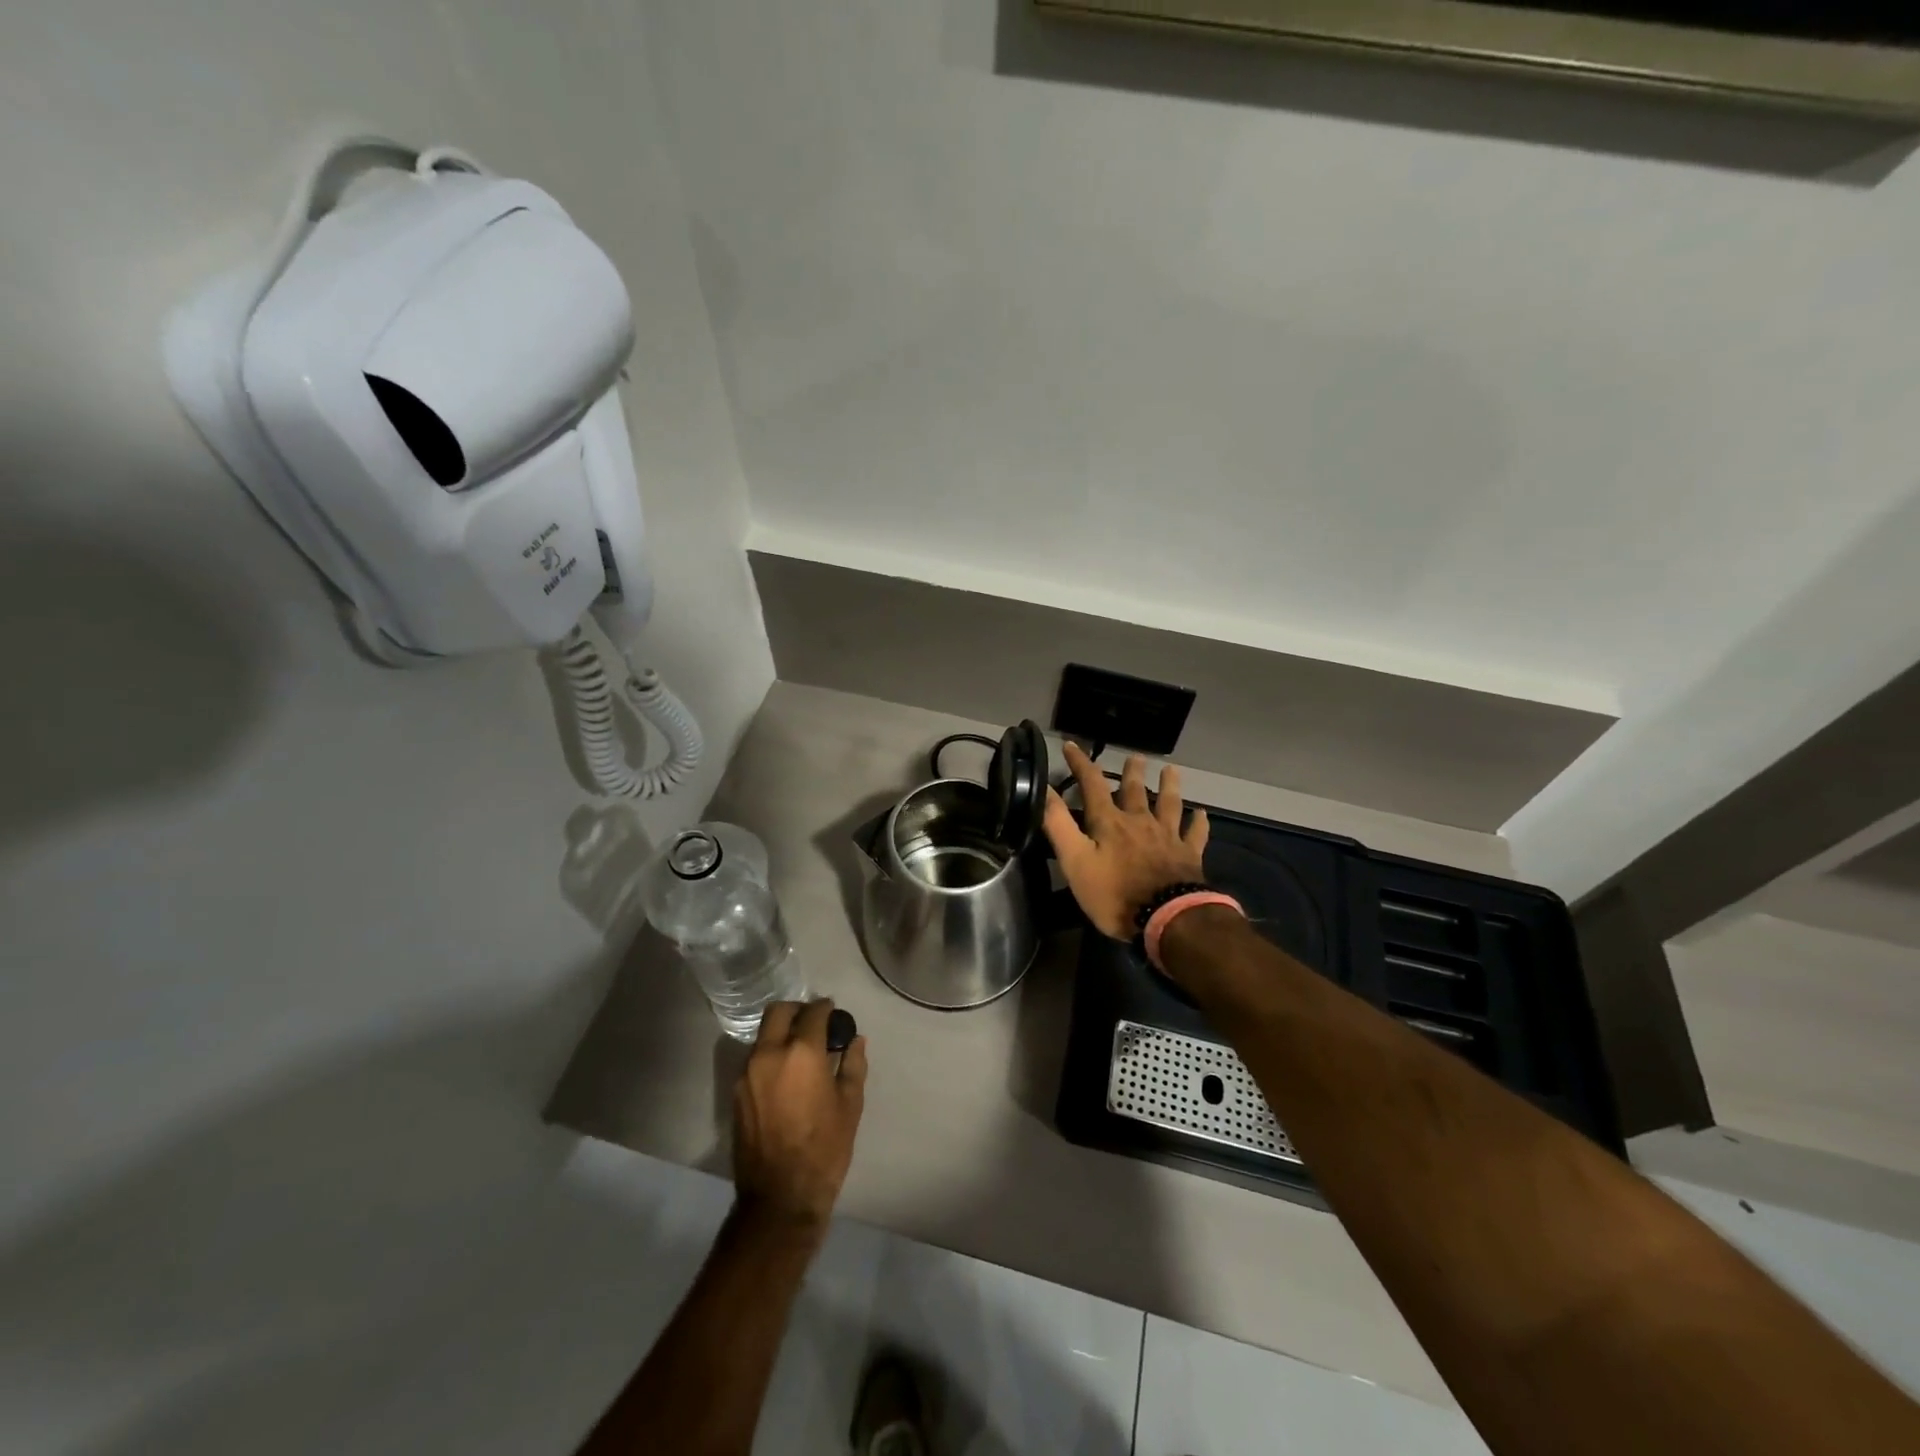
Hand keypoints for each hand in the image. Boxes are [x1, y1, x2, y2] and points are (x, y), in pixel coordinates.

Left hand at [731, 1000, 867, 1233]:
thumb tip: (854, 1041)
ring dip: (782, 1033)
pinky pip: (755, 1059)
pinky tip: (786, 1076)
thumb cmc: (824, 1149)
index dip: (827, 1008)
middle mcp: (769, 1053)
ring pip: (764, 1034)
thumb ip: (852, 1065)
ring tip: (801, 1054)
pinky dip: (771, 1055)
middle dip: (799, 1011)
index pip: (814, 1012)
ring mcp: (748, 1072)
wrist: (780, 1197)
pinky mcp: (736, 1092)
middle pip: (779, 1012)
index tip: (835, 1015)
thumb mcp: (850, 1105)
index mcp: (801, 1053)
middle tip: (815, 1025)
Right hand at [1043, 742, 1209, 940]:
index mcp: (1110, 822)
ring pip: (1169, 804)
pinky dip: (1198, 822)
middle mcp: (1140, 821)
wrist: (1168, 918)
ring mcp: (1168, 837)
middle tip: (1135, 756)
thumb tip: (1044, 789)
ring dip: (1169, 786)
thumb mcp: (1076, 861)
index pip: (1092, 784)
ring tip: (1171, 770)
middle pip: (1135, 790)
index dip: (1081, 763)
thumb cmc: (1115, 893)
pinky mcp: (1189, 856)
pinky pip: (1195, 834)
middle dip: (1131, 772)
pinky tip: (1202, 814)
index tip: (1071, 745)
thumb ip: (1059, 825)